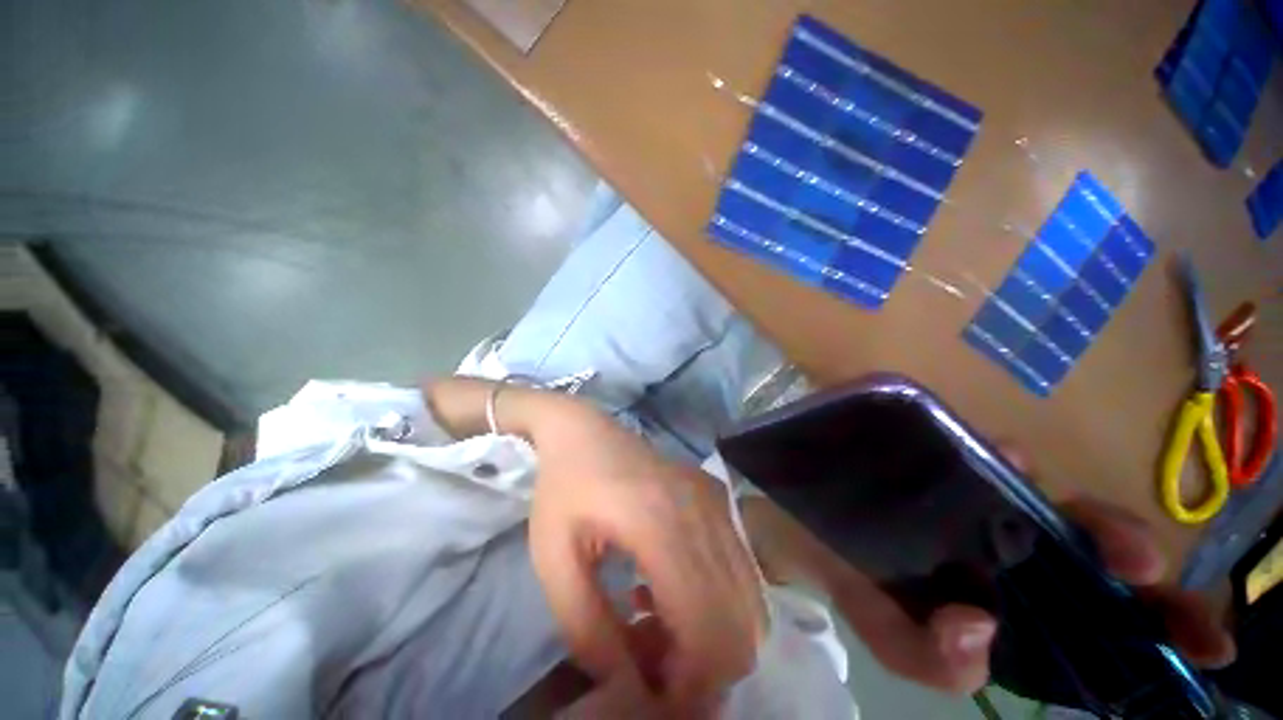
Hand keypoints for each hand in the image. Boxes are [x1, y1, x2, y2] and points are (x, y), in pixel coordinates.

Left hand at [526, 398, 765, 712]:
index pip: (709, 627)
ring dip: (715, 638)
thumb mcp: (553, 560)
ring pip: (749, 601)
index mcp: (660, 523)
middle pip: (741, 623)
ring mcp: (717, 502)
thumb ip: (588, 630)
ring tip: (659, 632)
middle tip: (655, 668)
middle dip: (707, 669)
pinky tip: (669, 593)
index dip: (692, 683)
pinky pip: (740, 570)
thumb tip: (630, 685)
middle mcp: (703, 513)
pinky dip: (718, 604)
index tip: (655, 698)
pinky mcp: (718, 499)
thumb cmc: (563, 488)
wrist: (584, 430)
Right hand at [739, 451, 1235, 694]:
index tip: (1205, 638)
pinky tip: (994, 456)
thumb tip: (978, 634)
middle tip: (1136, 567)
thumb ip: (926, 658)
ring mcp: (967, 487)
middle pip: (1082, 545)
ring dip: (1067, 503)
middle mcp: (997, 538)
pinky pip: (978, 447)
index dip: (1153, 621)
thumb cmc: (838, 571)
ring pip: (1041, 492)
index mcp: (997, 590)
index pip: (1090, 611)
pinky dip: (996, 452)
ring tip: (1081, 521)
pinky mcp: (932, 448)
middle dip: (1123, 553)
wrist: (791, 516)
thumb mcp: (883, 630)